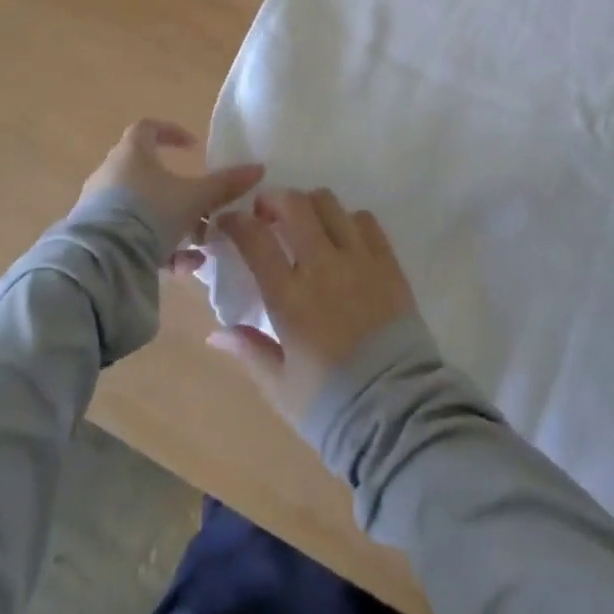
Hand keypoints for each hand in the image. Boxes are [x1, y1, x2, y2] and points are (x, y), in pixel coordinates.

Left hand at [77, 119, 263, 260]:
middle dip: (179, 189)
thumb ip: (225, 184)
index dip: (171, 133)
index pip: (148, 128)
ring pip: (143, 208)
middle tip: (203, 204)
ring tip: (200, 242)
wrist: (100, 262)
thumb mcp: (194, 198)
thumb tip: (259, 168)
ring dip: (173, 222)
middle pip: (148, 172)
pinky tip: (185, 266)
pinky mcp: (96, 238)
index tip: (193, 147)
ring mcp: (99, 208)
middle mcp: (111, 174)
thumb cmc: (149, 213)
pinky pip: (133, 236)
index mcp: (131, 154)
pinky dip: (159, 246)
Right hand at [208, 188, 419, 423]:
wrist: (397, 413)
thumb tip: (216, 332)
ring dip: (310, 205)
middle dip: (274, 201)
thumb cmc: (331, 404)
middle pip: (295, 206)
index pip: (256, 239)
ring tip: (305, 222)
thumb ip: (249, 350)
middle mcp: (323, 266)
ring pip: (330, 204)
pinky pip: (366, 221)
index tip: (228, 222)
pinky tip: (343, 238)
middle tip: (267, 215)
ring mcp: (360, 260)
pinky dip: (349, 220)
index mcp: (290, 298)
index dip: (237, 222)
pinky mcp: (389, 263)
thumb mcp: (280, 387)